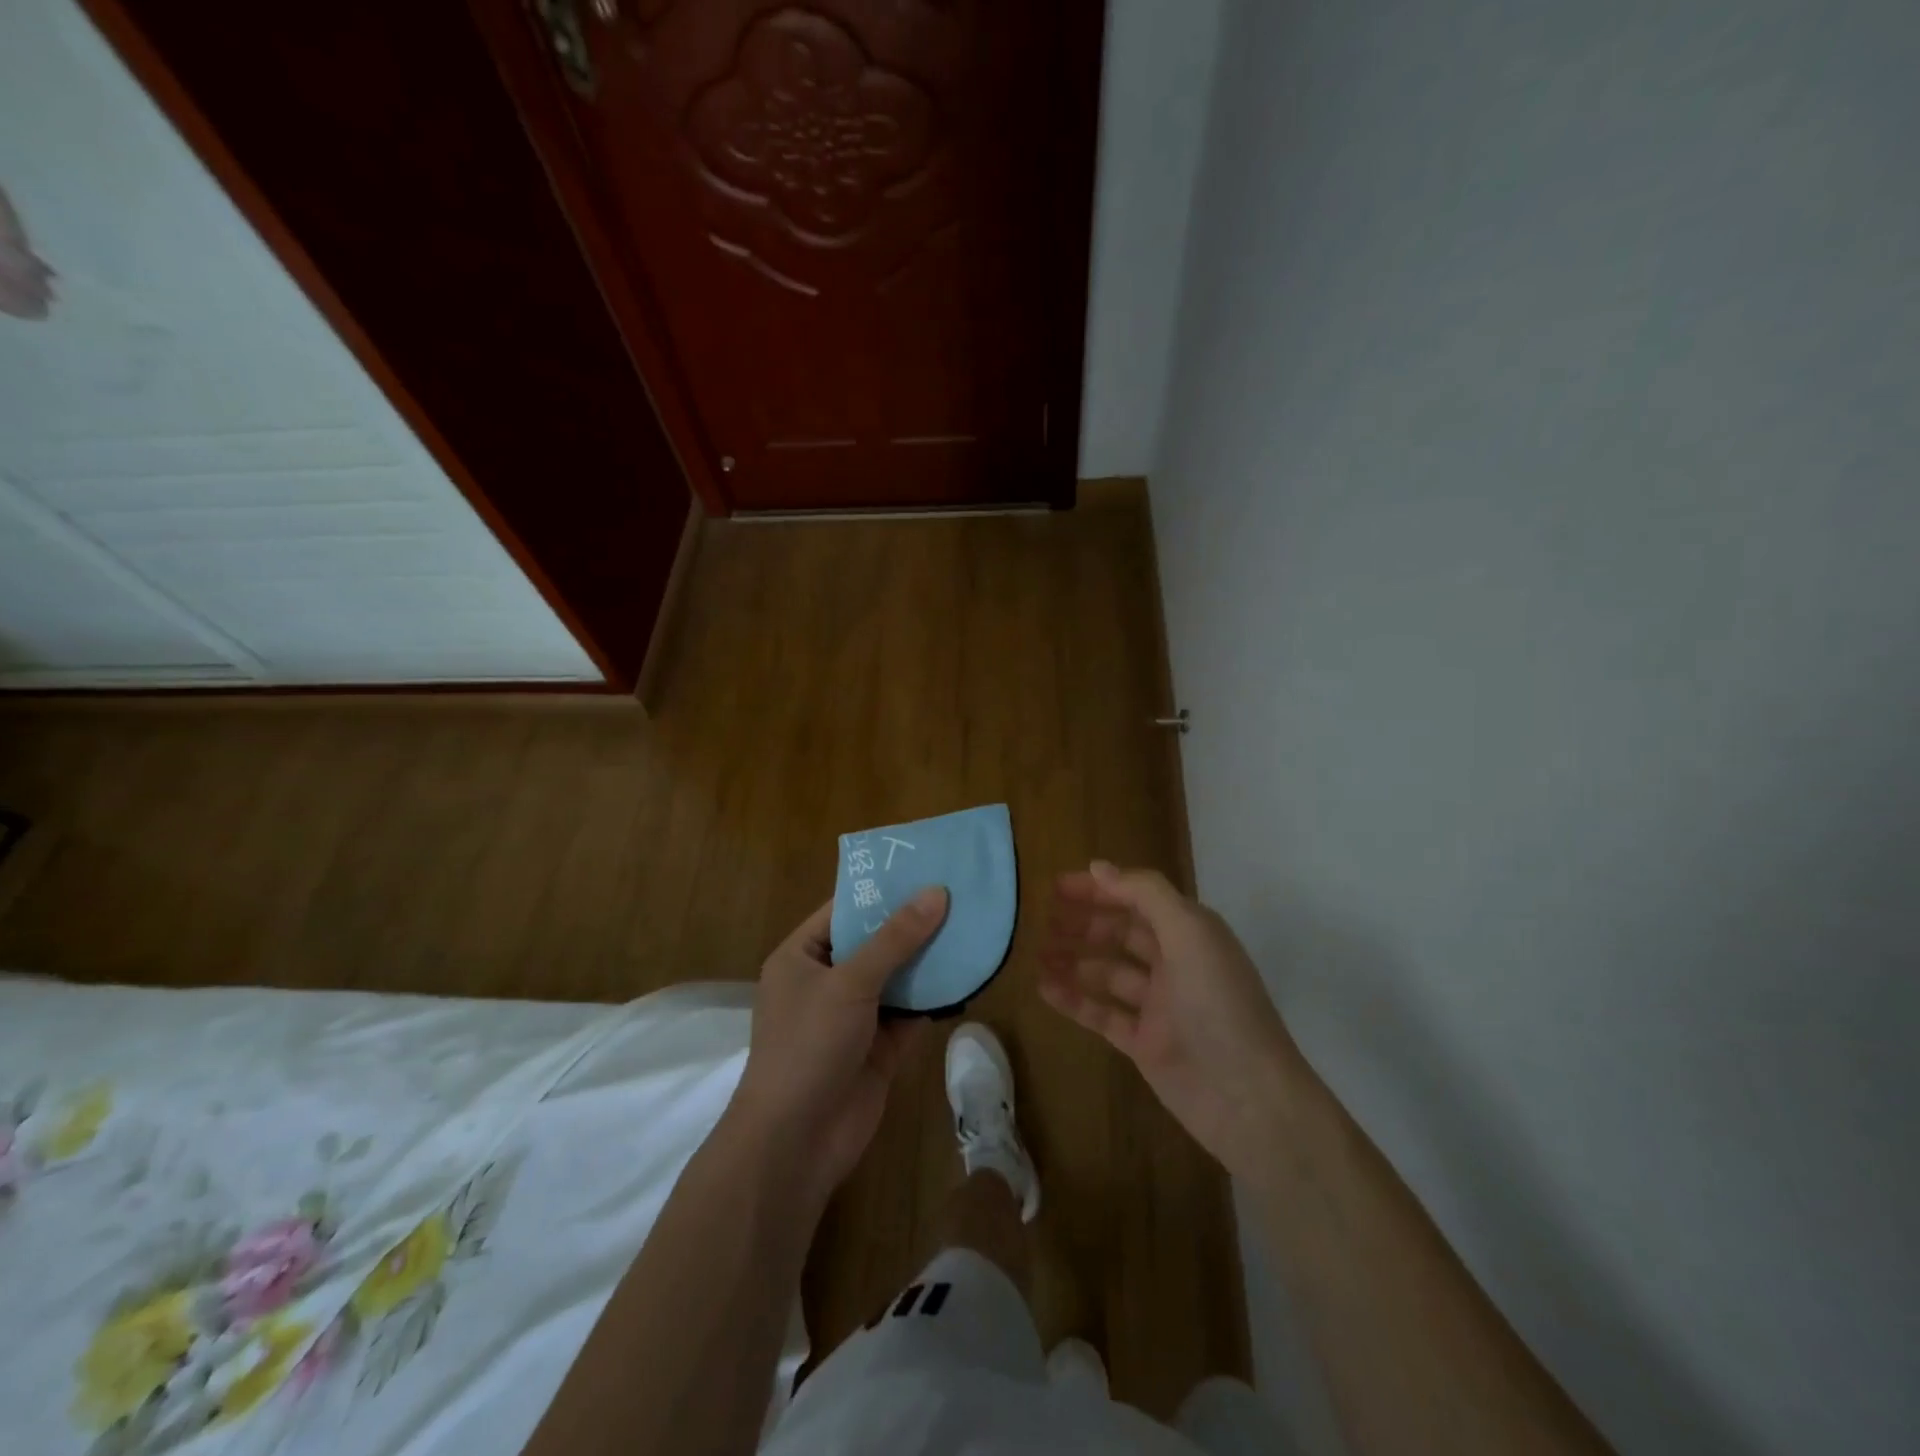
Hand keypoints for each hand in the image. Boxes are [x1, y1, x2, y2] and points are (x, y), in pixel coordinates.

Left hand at [729, 887, 948, 1206]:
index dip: (882, 889)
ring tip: (971, 925)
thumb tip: (936, 892)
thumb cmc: (808, 1045)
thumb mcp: (850, 982)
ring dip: (929, 959)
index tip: (924, 867)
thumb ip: (895, 938)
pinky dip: (935, 998)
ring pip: (897, 978)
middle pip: (875, 942)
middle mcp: (827, 981)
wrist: (797, 1143)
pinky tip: (968, 975)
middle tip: (959, 892)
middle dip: (913, 923)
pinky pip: (910, 1013)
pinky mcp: (879, 1048)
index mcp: (802, 957)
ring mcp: (854, 1016)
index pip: (844, 910)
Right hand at [1041, 862, 1299, 1174]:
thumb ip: (1145, 894)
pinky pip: (1102, 1013)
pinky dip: (1074, 999)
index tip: (1057, 887)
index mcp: (1189, 932)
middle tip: (1042, 920)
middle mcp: (1174, 963)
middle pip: (1121, 932)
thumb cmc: (1219, 1003)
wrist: (1247, 1098)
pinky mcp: (1144, 1043)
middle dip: (1083, 923)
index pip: (1137, 898)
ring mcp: (1158, 1005)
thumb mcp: (1189, 933)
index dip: (1099, 889)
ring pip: (1107, 972)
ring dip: (1074, 960)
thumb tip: (1098, 867)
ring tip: (1037, 952)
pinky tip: (1044, 988)